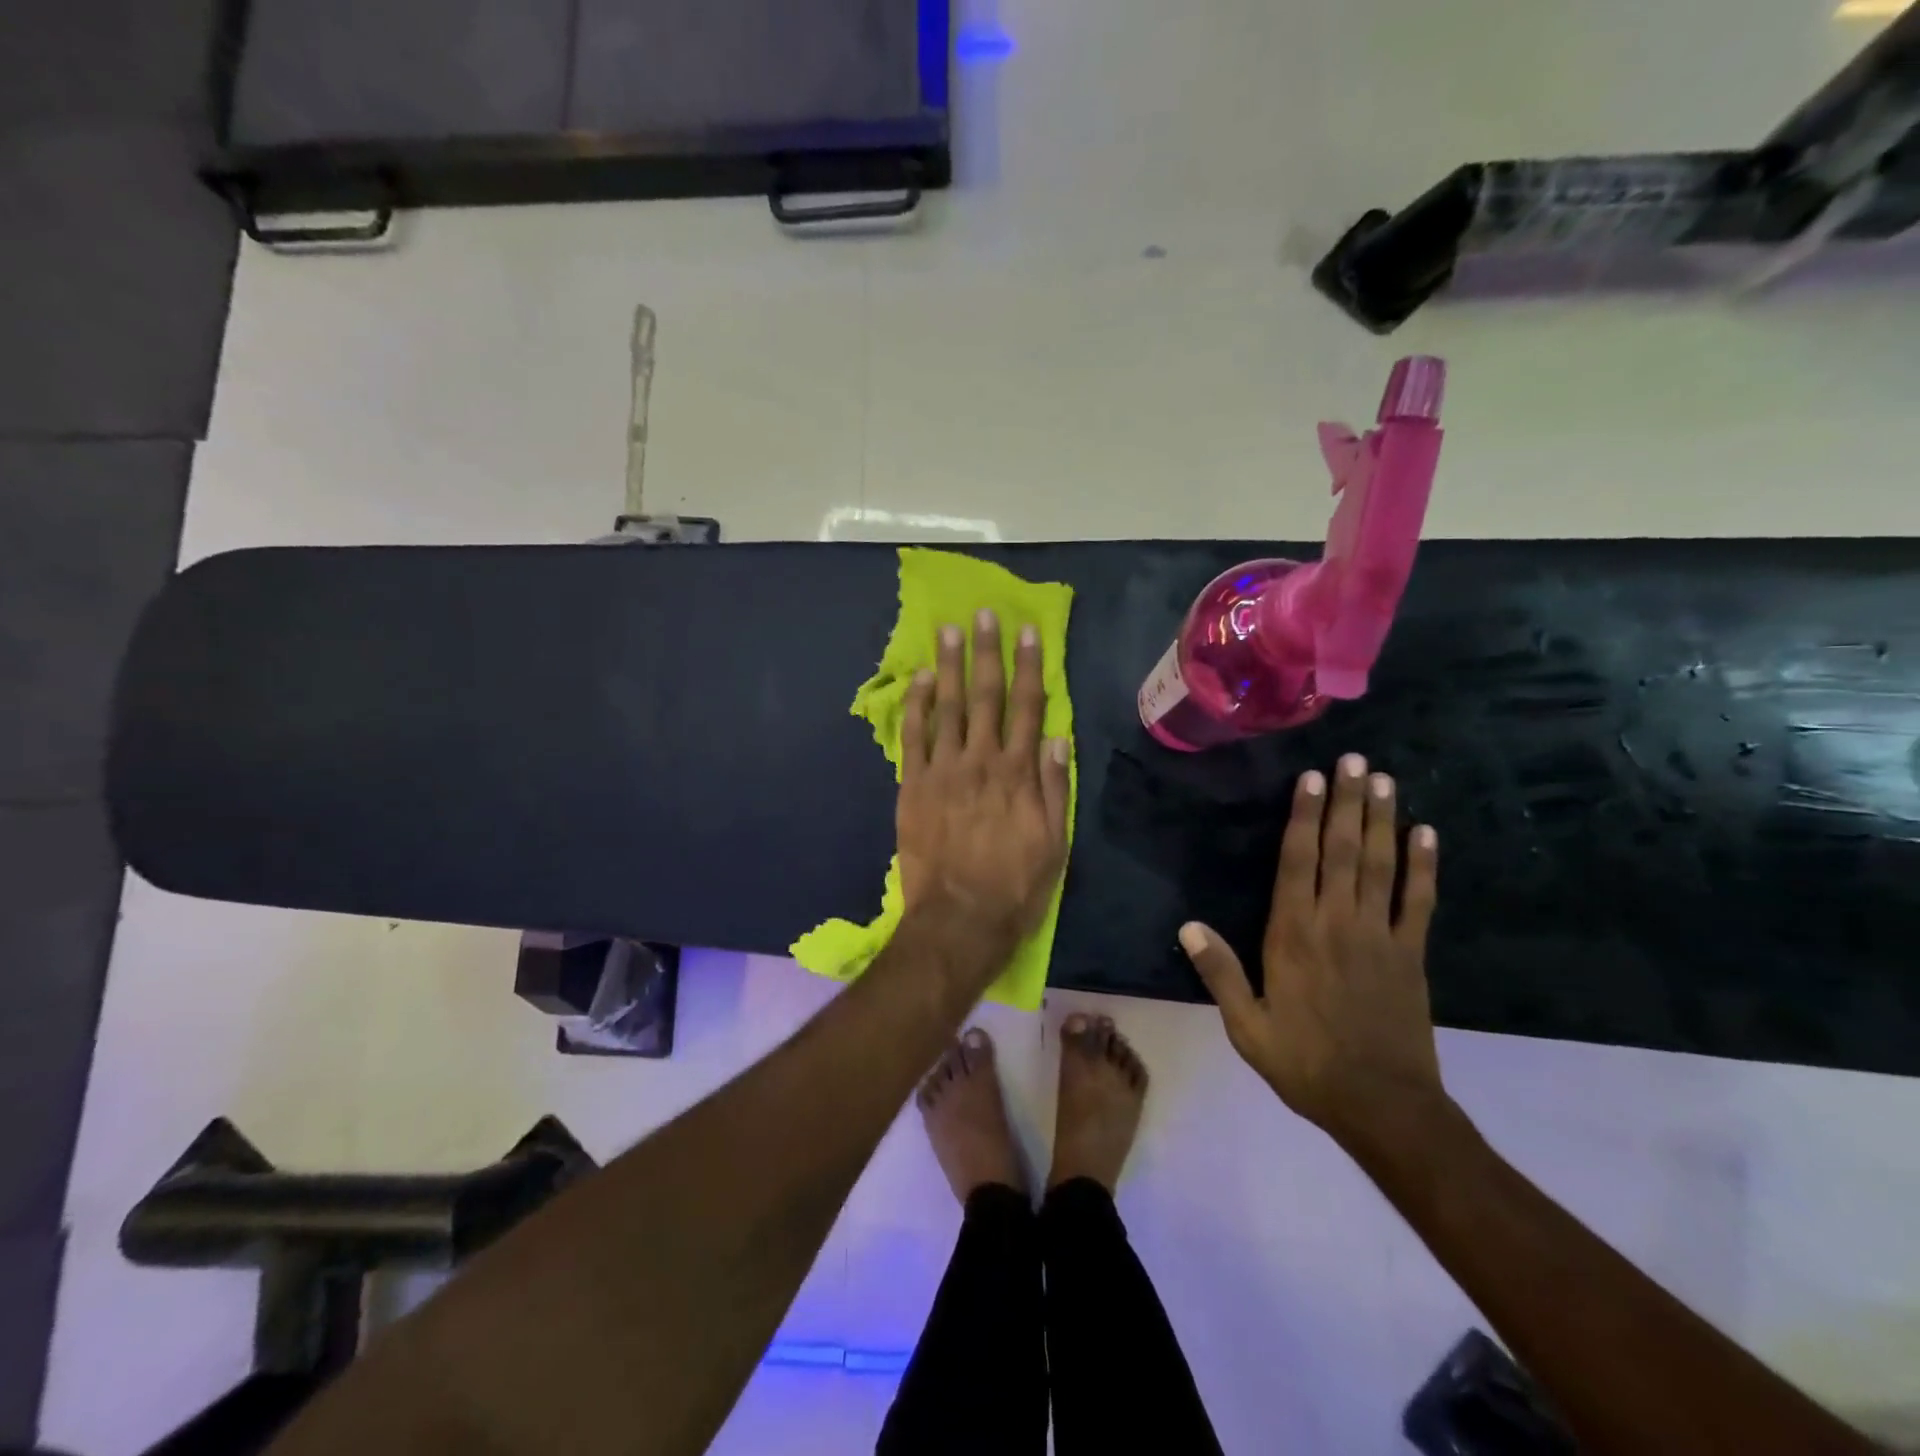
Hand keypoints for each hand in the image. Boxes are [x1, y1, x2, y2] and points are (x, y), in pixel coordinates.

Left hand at [898, 609, 1071, 945]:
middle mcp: (981, 761)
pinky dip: (915, 705)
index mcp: (1019, 773)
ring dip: (946, 666)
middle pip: (984, 696)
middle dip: (985, 652)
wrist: (959, 919)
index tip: (1027, 632)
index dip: (1029, 666)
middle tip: (982, 615)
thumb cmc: (1015, 886)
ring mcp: (942, 771)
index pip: (1028, 707)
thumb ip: (1056, 788)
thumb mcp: (1055, 843)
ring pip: (946, 707)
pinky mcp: (912, 786)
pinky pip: (913, 737)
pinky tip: (917, 680)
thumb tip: (1059, 739)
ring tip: (948, 631)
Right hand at [1178, 753, 1443, 1138]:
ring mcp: (1379, 935)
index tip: (1310, 779)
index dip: (1303, 817)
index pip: (1297, 862)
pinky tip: (1426, 833)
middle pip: (1342, 850)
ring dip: (1381, 819)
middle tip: (1353, 760)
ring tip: (1383, 779)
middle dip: (1345, 802)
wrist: (1382, 1106)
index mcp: (1292, 936)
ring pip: (1380, 865)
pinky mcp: (1411, 954)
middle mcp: (1336, 923)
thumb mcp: (1247, 1025)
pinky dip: (1423, 866)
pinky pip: (1419, 901)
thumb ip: (1219, 972)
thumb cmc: (1305, 1063)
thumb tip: (1187, 926)